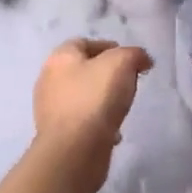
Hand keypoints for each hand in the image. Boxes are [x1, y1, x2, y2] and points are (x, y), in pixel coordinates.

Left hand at [32, 38, 152, 190]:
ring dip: (102, 100)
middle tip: (128, 82)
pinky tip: (113, 132)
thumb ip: (134, 55)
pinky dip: (97, 123)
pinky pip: (82, 122)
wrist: (74, 150)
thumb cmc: (95, 98)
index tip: (130, 60)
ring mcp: (51, 109)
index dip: (108, 47)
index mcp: (60, 58)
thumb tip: (142, 59)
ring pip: (82, 97)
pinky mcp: (58, 134)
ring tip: (122, 107)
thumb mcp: (122, 63)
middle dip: (106, 74)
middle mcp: (49, 80)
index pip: (83, 42)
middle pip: (82, 70)